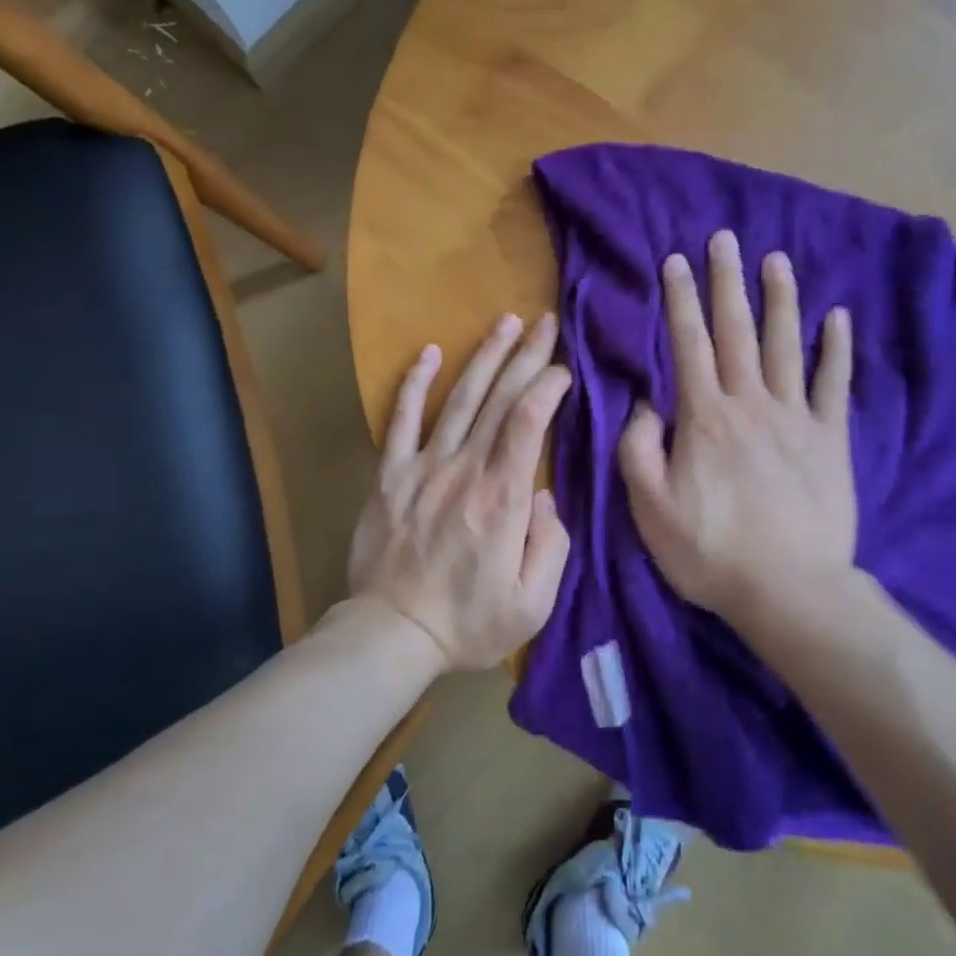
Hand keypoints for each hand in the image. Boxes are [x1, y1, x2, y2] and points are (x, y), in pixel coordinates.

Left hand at [348, 312, 572, 671]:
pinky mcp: (390, 475)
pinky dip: (414, 384)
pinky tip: (429, 352)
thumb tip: (545, 495)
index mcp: (503, 499)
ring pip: (459, 400)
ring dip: (484, 357)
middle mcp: (465, 470)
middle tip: (545, 323)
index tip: (564, 371)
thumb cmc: (469, 623)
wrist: (393, 633)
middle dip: (526, 356)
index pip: (529, 422)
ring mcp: (423, 467)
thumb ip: (552, 545)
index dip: (548, 387)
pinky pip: (401, 420)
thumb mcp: (533, 603)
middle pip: (500, 400)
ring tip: (505, 322)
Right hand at [619, 230, 858, 628]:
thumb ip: (638, 449)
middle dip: (728, 282)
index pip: (688, 344)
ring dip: (780, 299)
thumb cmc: (710, 551)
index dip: (681, 300)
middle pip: (737, 331)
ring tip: (777, 259)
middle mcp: (750, 403)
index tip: (677, 260)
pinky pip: (834, 385)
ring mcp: (796, 419)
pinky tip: (838, 318)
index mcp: (704, 417)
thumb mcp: (649, 508)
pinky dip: (837, 350)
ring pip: (787, 345)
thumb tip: (644, 403)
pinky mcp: (831, 440)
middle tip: (725, 238)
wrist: (789, 590)